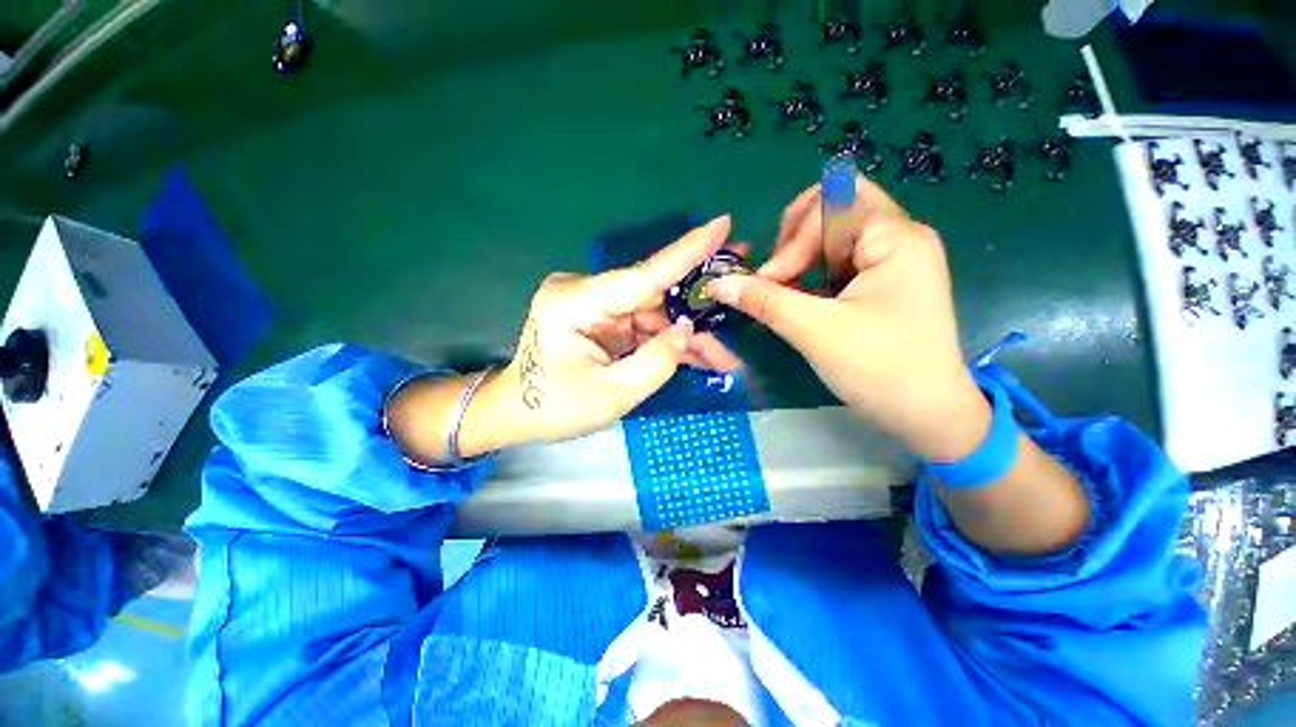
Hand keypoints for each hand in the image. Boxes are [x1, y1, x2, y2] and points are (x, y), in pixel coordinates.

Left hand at [484, 216, 742, 445]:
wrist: (517, 414)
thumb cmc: (554, 409)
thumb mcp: (612, 395)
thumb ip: (656, 362)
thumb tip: (687, 331)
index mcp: (576, 304)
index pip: (643, 275)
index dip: (686, 252)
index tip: (722, 225)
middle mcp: (585, 293)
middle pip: (655, 297)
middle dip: (697, 311)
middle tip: (741, 297)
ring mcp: (593, 305)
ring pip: (654, 315)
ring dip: (686, 336)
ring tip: (724, 357)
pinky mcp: (600, 319)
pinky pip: (643, 326)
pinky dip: (668, 342)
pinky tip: (698, 357)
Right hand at [706, 178, 989, 460]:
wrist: (928, 415)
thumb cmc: (879, 370)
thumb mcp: (815, 331)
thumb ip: (763, 300)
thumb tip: (718, 283)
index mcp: (896, 238)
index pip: (831, 203)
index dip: (793, 239)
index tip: (771, 282)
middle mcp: (900, 237)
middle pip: (835, 207)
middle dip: (796, 237)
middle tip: (777, 273)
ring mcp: (895, 260)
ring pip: (835, 235)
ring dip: (802, 257)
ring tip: (785, 290)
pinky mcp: (886, 281)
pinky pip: (841, 260)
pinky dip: (814, 273)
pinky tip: (801, 298)